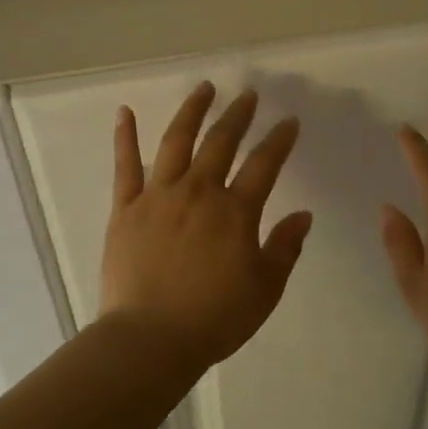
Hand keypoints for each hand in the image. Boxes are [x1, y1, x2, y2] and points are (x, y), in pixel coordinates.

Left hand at [100, 83, 312, 370]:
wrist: (151, 339)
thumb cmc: (215, 318)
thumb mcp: (265, 289)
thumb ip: (285, 248)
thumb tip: (303, 214)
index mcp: (235, 212)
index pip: (264, 164)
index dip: (279, 140)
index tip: (288, 121)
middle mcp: (198, 192)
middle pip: (221, 142)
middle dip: (238, 115)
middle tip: (247, 95)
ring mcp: (158, 197)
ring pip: (176, 142)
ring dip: (191, 111)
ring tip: (203, 89)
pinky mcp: (125, 209)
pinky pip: (125, 167)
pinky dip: (124, 137)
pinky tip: (125, 112)